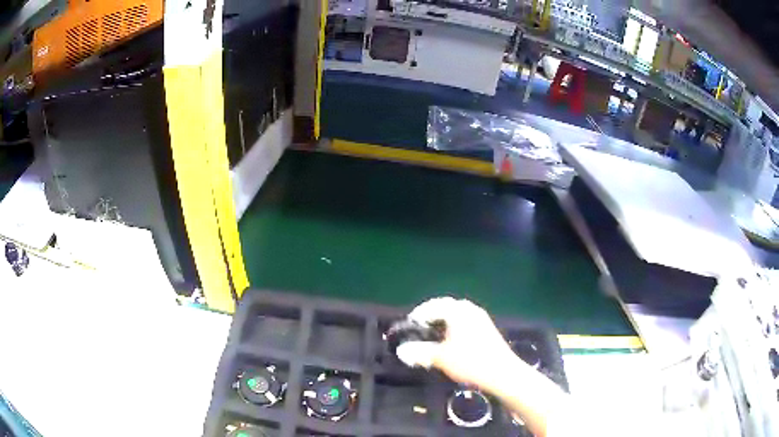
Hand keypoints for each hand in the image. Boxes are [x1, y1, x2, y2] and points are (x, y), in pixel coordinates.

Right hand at [396, 297, 522, 390]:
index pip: (433, 305)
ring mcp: (480, 318)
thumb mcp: (441, 358)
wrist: (502, 372)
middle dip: (430, 316)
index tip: (408, 326)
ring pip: (456, 314)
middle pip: (445, 306)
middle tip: (418, 329)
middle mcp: (470, 309)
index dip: (418, 315)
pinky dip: (453, 327)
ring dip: (442, 322)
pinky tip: (450, 341)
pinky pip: (465, 321)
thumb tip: (401, 351)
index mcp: (458, 311)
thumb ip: (420, 352)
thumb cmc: (470, 362)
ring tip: (432, 336)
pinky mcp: (486, 328)